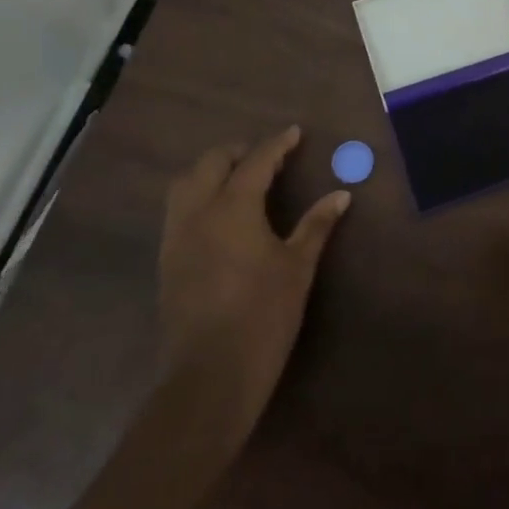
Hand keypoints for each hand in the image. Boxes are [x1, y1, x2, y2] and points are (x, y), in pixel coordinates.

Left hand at [155, 127, 349, 444]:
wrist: (210, 376)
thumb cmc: (263, 315)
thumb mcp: (297, 267)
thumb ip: (316, 225)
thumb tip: (341, 195)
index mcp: (233, 207)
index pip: (256, 161)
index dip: (277, 144)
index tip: (294, 133)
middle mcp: (198, 212)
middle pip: (211, 163)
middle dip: (238, 152)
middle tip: (266, 158)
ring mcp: (176, 236)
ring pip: (186, 183)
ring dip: (211, 171)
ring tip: (239, 180)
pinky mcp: (167, 260)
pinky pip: (178, 210)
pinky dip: (198, 197)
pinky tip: (220, 216)